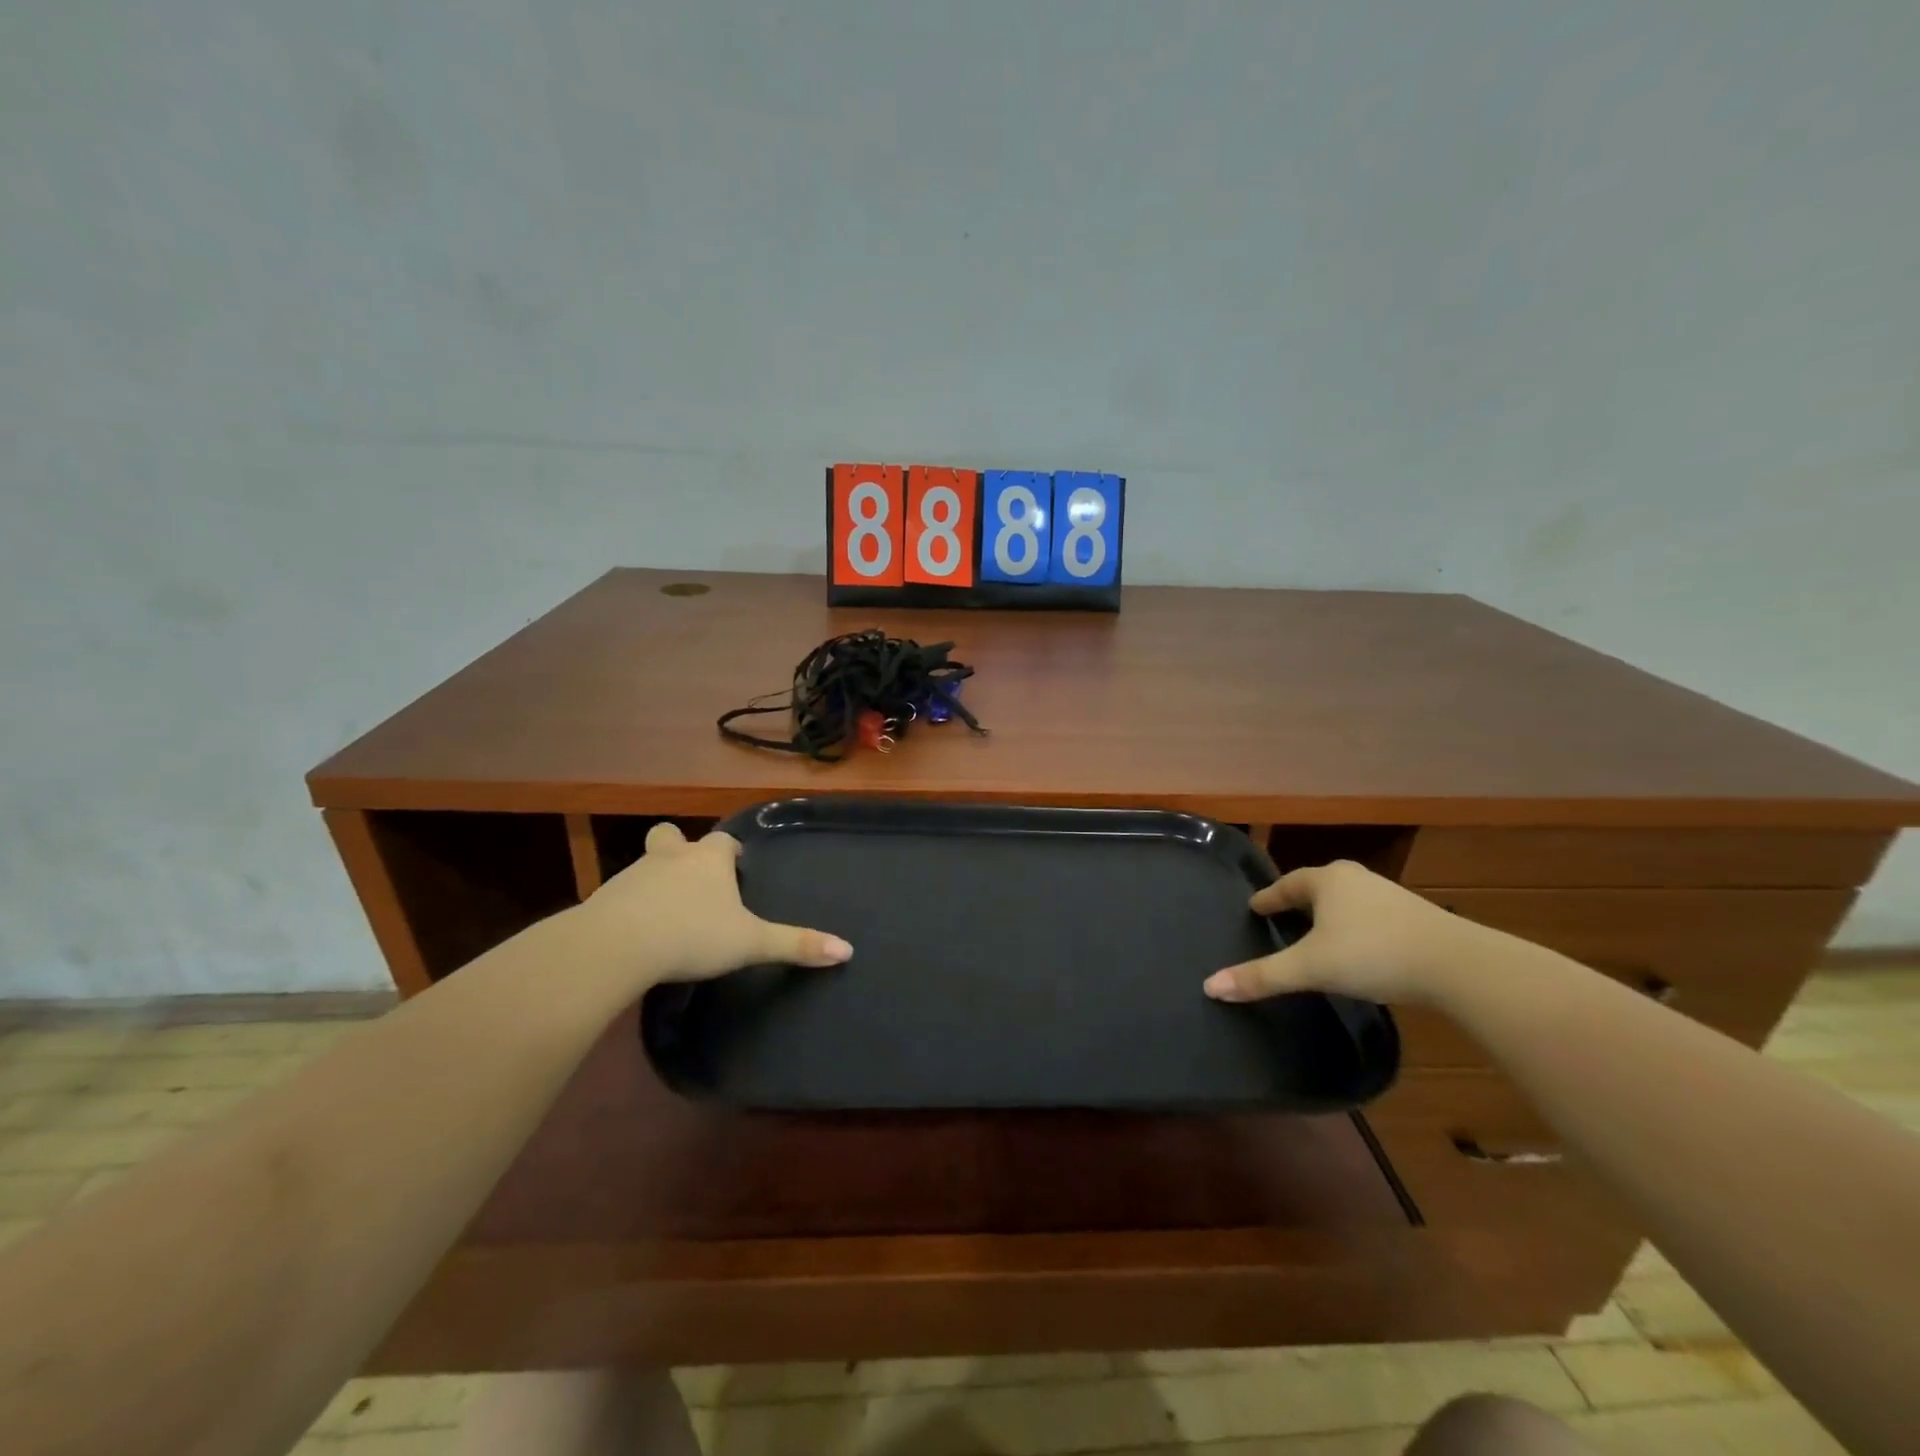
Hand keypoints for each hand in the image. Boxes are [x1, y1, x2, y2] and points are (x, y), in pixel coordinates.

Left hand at [573, 823, 850, 989]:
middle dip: (681, 849)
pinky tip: (637, 931)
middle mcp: (671, 858)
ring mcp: (633, 875)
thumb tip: (847, 950)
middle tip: (692, 877)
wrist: (617, 946)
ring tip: (666, 911)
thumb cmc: (692, 935)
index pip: (723, 843)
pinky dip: (631, 906)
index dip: (729, 853)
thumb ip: (795, 944)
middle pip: (672, 838)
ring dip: (656, 879)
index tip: (734, 867)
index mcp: (708, 861)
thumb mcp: (750, 944)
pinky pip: (621, 895)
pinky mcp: (603, 899)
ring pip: (646, 864)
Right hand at [1203, 860, 1483, 1005]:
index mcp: (1326, 881)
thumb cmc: (1372, 953)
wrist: (1456, 964)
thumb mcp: (1310, 967)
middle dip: (1299, 902)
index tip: (1254, 907)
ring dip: (1329, 916)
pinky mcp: (1414, 918)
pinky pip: (1370, 919)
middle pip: (1317, 888)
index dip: (1268, 898)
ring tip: (1316, 935)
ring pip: (1346, 903)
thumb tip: (1209, 987)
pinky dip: (1355, 930)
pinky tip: (1357, 951)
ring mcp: (1388, 896)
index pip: (1286, 884)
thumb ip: (1262, 976)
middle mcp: (1355, 880)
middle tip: (1281, 918)